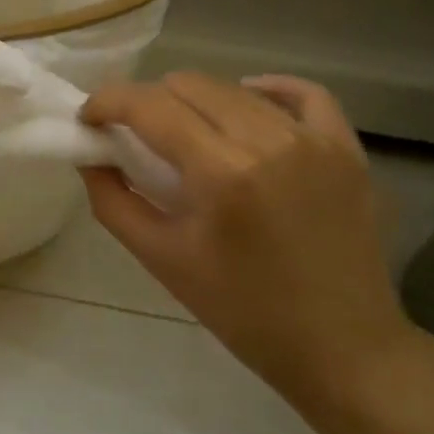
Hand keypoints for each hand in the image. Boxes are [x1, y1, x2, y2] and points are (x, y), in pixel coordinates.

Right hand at [80, 72, 409, 406]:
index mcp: (221, 173)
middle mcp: (269, 140)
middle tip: (132, 134)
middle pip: (188, 86)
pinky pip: (304, 94)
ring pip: (234, 89)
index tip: (88, 120)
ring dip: (194, 102)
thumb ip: (113, 201)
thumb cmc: (242, 311)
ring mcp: (314, 140)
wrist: (341, 347)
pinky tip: (245, 102)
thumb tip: (89, 156)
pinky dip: (266, 90)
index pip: (149, 106)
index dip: (107, 102)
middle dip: (146, 102)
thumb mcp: (161, 260)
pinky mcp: (345, 148)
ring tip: (183, 132)